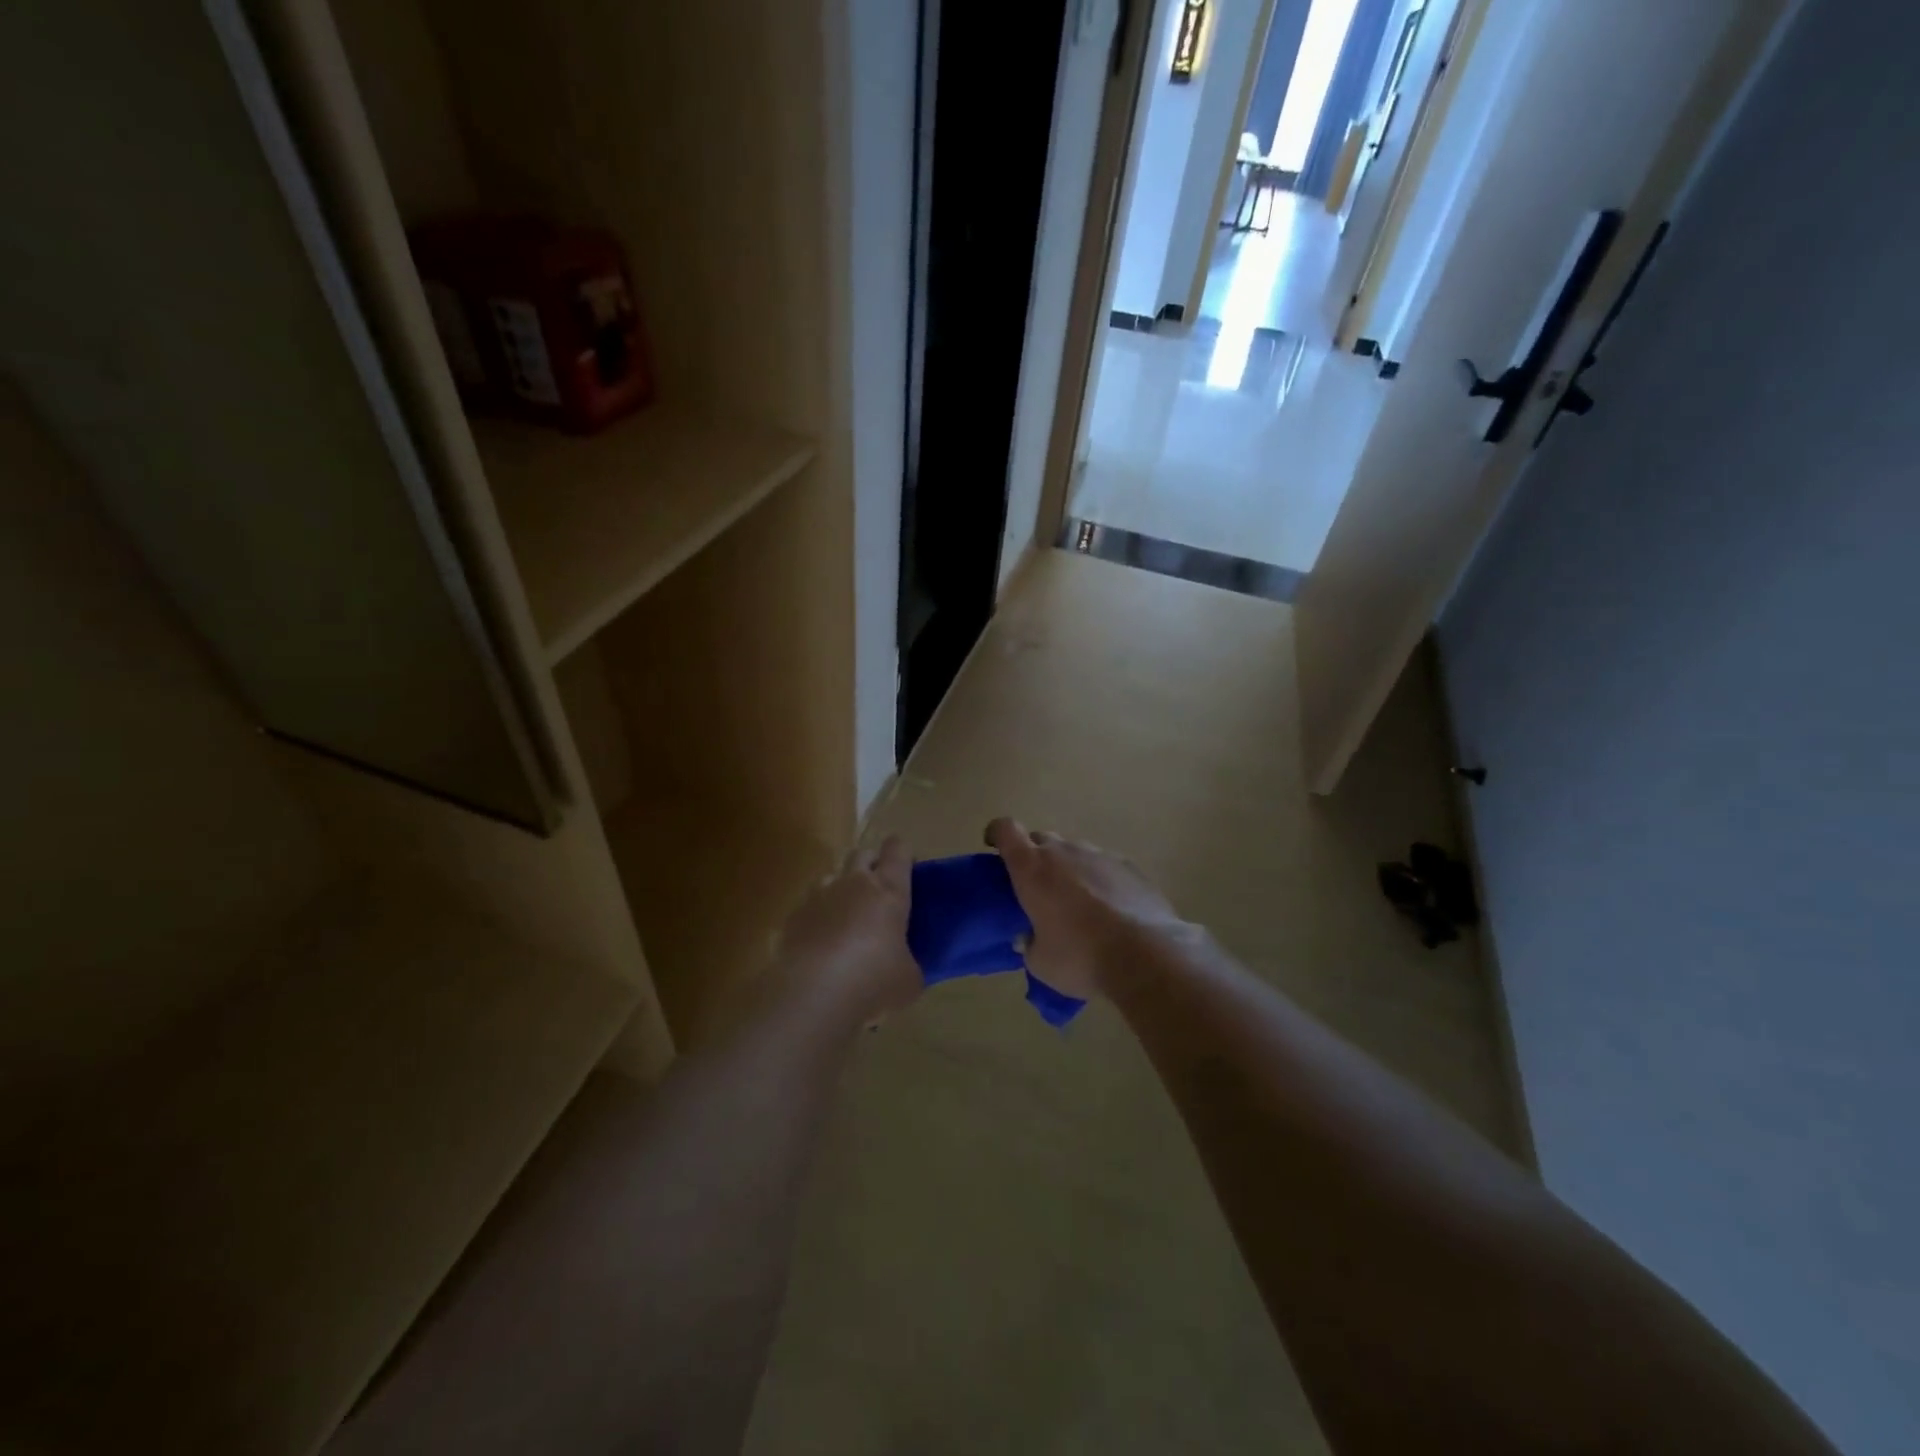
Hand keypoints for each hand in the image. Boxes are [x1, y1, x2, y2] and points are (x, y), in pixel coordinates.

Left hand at [774, 836, 921, 1022]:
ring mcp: (817, 897)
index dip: (903, 855)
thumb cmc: (873, 981)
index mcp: (888, 891)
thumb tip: (904, 966)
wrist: (812, 996)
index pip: (898, 849)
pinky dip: (817, 918)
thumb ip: (908, 963)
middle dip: (871, 866)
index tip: (909, 872)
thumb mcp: (908, 979)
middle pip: (862, 854)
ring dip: (841, 890)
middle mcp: (852, 883)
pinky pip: (808, 906)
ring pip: (831, 877)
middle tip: (878, 896)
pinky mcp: (792, 917)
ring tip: (846, 921)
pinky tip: (820, 946)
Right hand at [985, 818, 1190, 1000]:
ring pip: (1075, 852)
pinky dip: (1100, 880)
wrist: (1146, 955)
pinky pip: (1105, 866)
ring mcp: (1100, 855)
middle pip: (1040, 839)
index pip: (1005, 830)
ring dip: (1069, 869)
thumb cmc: (1080, 957)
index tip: (994, 847)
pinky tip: (1110, 909)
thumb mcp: (1041, 963)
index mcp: (1032, 868)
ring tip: (1077, 903)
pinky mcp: (1130, 866)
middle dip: (1034, 857)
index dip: (996, 834)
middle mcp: (1063, 852)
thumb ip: (1029, 945)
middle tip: (1038, 888)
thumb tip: (1028, 938)